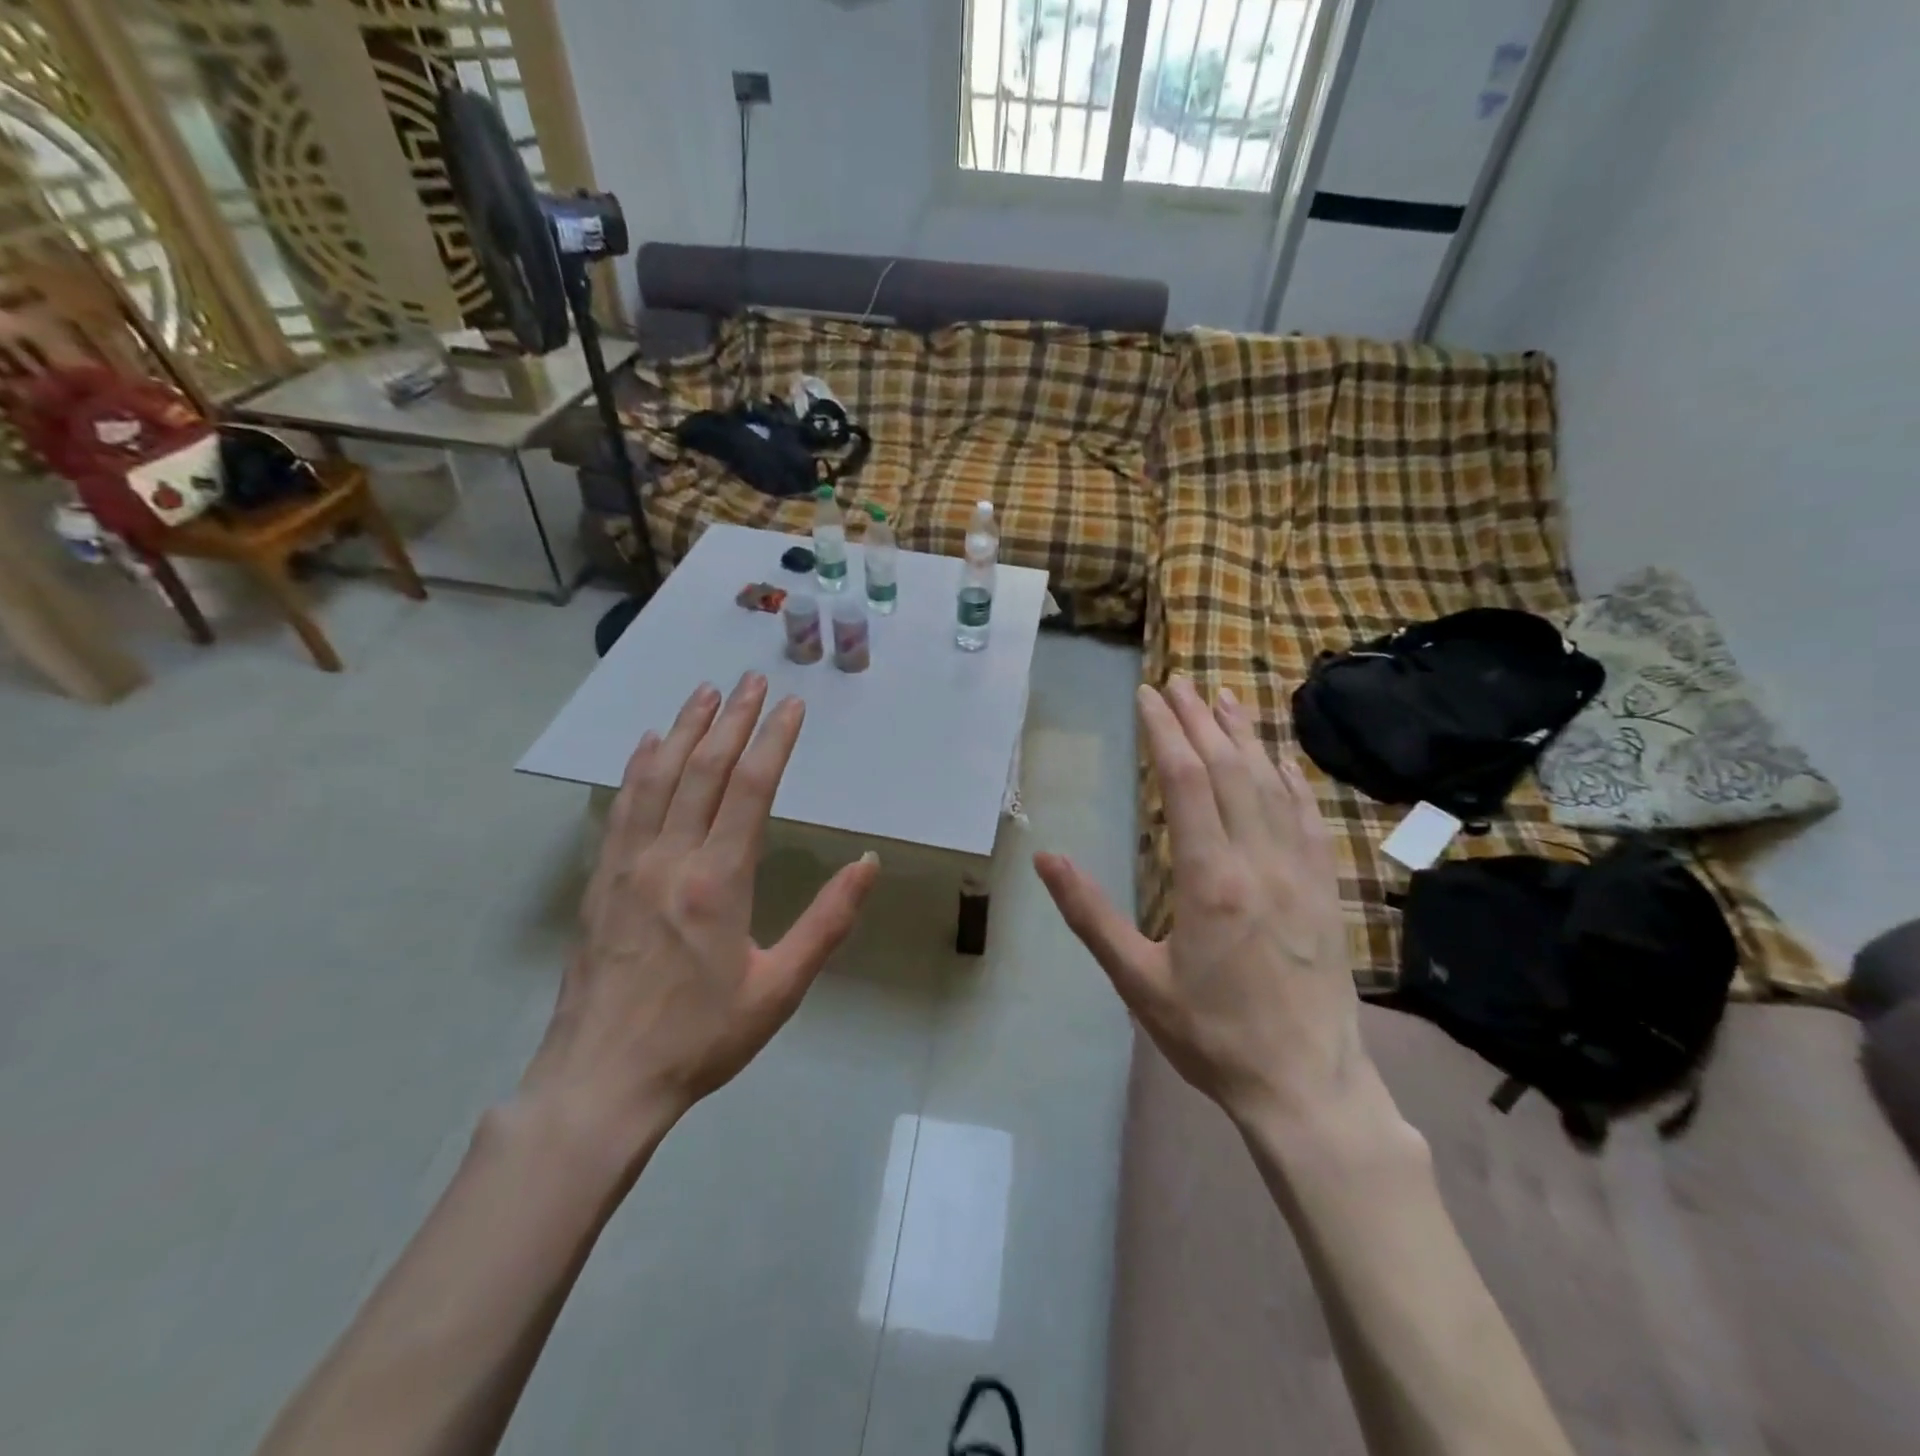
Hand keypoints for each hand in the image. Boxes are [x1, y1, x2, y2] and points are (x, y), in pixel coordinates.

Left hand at [521, 673, 879, 1154]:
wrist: (602, 1082)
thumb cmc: (701, 1038)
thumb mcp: (780, 988)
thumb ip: (827, 921)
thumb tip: (867, 863)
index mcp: (718, 881)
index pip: (751, 788)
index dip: (773, 740)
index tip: (791, 705)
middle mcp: (670, 858)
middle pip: (705, 769)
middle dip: (732, 719)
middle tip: (751, 679)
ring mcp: (628, 865)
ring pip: (659, 778)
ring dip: (684, 730)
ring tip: (703, 692)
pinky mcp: (601, 880)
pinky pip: (622, 806)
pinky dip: (638, 767)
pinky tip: (648, 744)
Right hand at [1035, 677, 1370, 1129]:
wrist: (1306, 1086)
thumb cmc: (1212, 1035)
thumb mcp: (1137, 981)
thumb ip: (1090, 914)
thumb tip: (1045, 858)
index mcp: (1210, 880)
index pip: (1187, 782)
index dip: (1165, 732)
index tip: (1147, 697)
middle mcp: (1259, 861)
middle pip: (1229, 769)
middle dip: (1200, 720)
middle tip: (1176, 684)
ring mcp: (1300, 871)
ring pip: (1272, 784)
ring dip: (1245, 736)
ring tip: (1223, 698)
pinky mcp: (1326, 888)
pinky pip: (1309, 817)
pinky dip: (1291, 778)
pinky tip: (1280, 760)